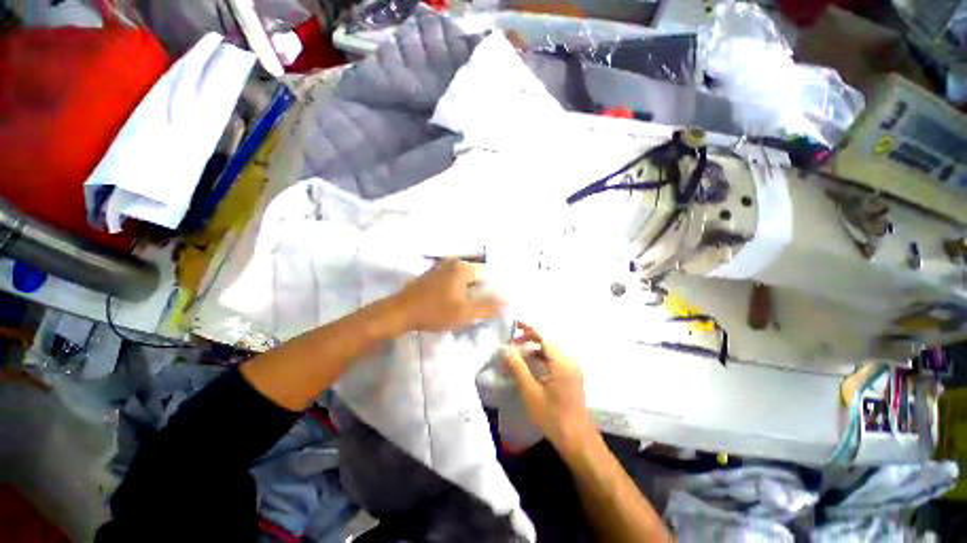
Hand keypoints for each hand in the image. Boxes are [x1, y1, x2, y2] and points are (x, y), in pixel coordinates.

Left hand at [394, 258, 503, 332]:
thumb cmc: (434, 311)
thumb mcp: (464, 313)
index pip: (488, 274)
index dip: (493, 288)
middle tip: (483, 305)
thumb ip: (487, 307)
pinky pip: (453, 279)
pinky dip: (458, 288)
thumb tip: (507, 303)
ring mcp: (441, 267)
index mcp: (463, 268)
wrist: (400, 313)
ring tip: (471, 304)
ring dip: (470, 289)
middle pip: (476, 275)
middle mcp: (453, 262)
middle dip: (482, 289)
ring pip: (464, 277)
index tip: (494, 302)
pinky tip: (456, 300)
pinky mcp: (432, 274)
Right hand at [503, 322, 598, 457]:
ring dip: (534, 348)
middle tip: (512, 340)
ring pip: (550, 350)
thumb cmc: (552, 416)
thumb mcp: (530, 391)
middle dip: (529, 337)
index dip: (529, 327)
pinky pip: (554, 359)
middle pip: (548, 340)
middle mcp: (569, 360)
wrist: (577, 439)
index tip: (515, 322)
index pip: (544, 335)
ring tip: (517, 352)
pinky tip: (530, 364)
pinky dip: (541, 357)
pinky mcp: (571, 375)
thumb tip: (506, 349)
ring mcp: (572, 368)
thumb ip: (518, 367)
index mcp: (561, 361)